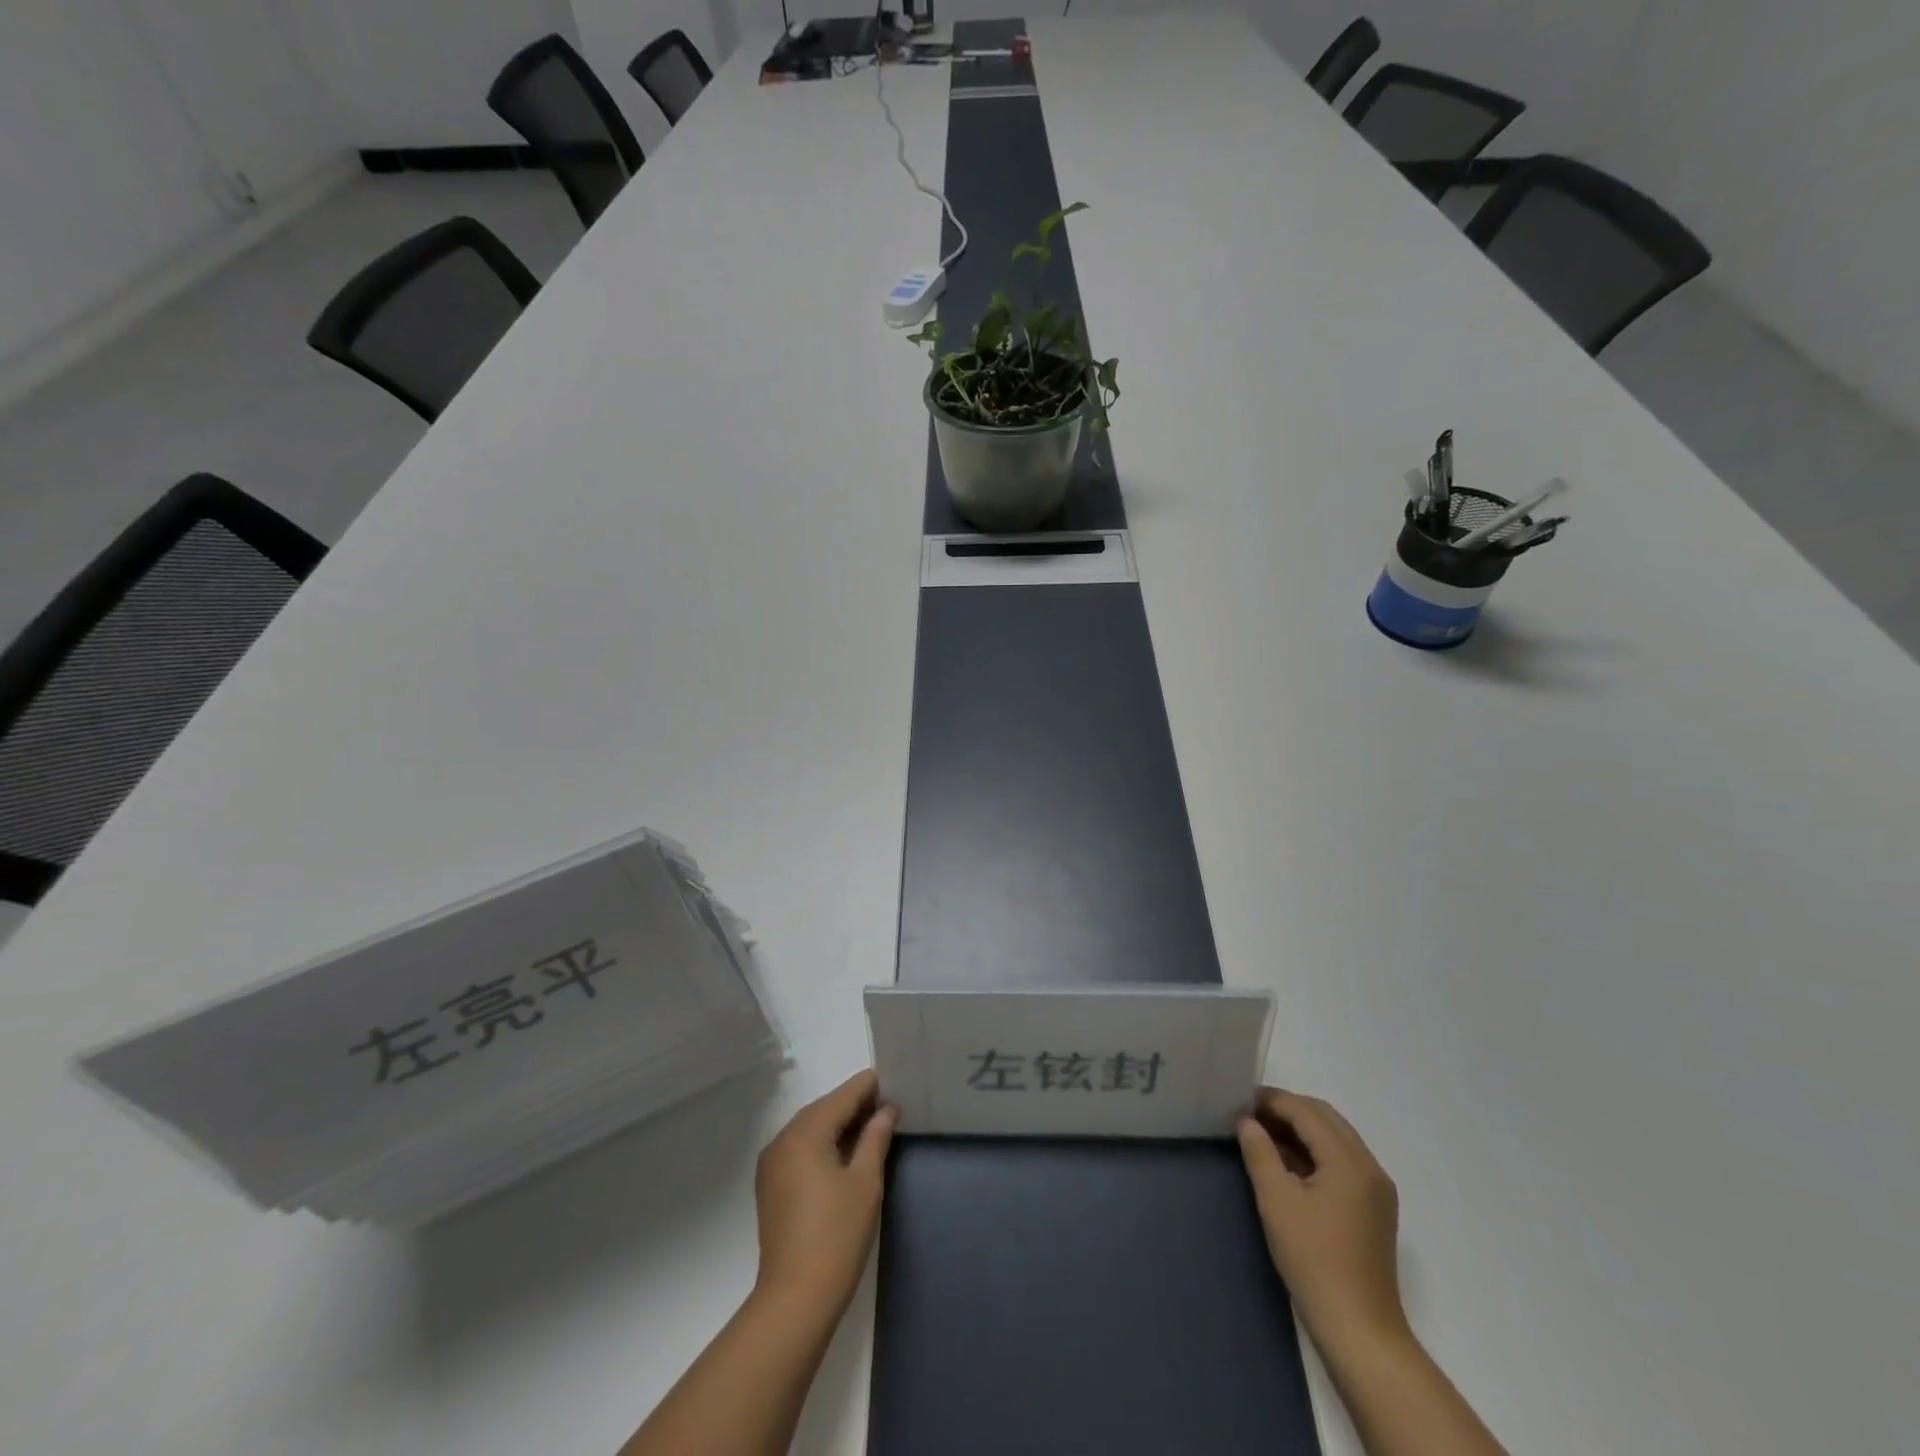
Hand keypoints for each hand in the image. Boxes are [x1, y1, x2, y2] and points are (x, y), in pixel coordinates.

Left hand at [752, 1069, 897, 1318]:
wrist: (795, 1299)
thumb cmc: (837, 1236)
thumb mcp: (865, 1182)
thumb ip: (876, 1137)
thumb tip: (887, 1109)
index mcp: (804, 1132)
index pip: (843, 1095)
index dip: (870, 1088)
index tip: (896, 1087)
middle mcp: (782, 1139)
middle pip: (825, 1108)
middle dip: (856, 1106)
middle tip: (890, 1110)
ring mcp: (772, 1163)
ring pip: (812, 1128)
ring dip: (840, 1126)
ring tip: (873, 1131)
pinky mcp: (771, 1185)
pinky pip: (801, 1149)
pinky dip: (823, 1145)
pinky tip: (846, 1156)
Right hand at [1237, 1088, 1408, 1355]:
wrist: (1359, 1330)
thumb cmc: (1313, 1261)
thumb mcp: (1276, 1201)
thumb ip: (1259, 1152)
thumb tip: (1247, 1121)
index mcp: (1350, 1161)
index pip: (1306, 1112)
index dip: (1272, 1101)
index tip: (1239, 1101)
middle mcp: (1370, 1167)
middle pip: (1325, 1118)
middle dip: (1287, 1110)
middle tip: (1250, 1115)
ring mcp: (1376, 1189)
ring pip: (1335, 1138)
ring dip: (1301, 1130)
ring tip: (1264, 1136)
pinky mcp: (1374, 1209)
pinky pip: (1342, 1161)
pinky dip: (1315, 1152)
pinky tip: (1288, 1164)